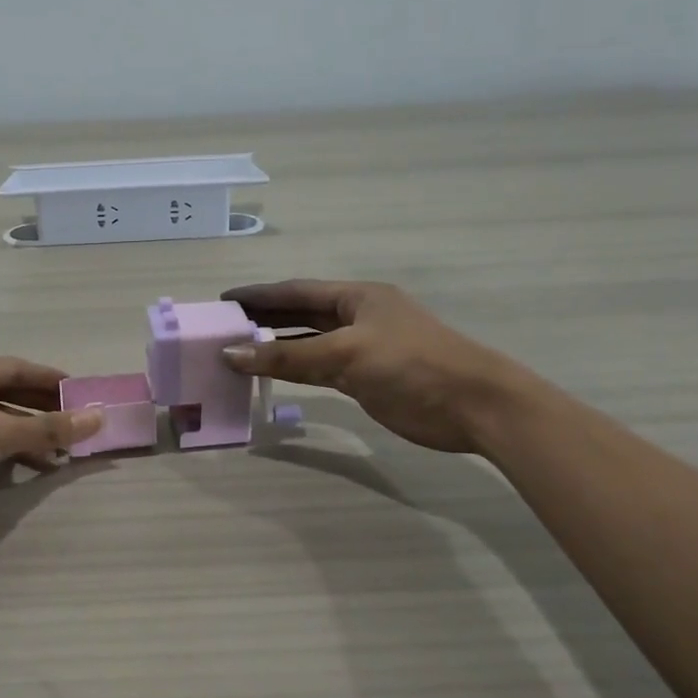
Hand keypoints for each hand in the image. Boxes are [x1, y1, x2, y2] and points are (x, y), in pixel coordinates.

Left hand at [0, 358, 103, 533]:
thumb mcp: (1, 433)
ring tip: (65, 450)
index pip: (19, 368)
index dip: (52, 380)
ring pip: (1, 420)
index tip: (82, 392)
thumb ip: (50, 427)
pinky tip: (38, 465)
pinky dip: (14, 450)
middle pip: (11, 394)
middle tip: (79, 422)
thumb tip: (99, 418)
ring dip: (32, 434)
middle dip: (45, 410)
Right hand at [220, 280, 532, 453]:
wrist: (474, 406)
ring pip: (308, 343)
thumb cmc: (412, 365)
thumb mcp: (345, 354)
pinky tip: (270, 373)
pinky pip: (319, 368)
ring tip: (236, 349)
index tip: (223, 300)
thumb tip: (231, 354)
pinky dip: (294, 369)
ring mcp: (362, 348)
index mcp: (357, 297)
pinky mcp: (366, 378)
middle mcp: (357, 317)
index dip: (259, 294)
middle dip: (263, 318)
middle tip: (222, 325)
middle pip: (300, 314)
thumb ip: (287, 355)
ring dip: (275, 346)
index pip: (296, 291)